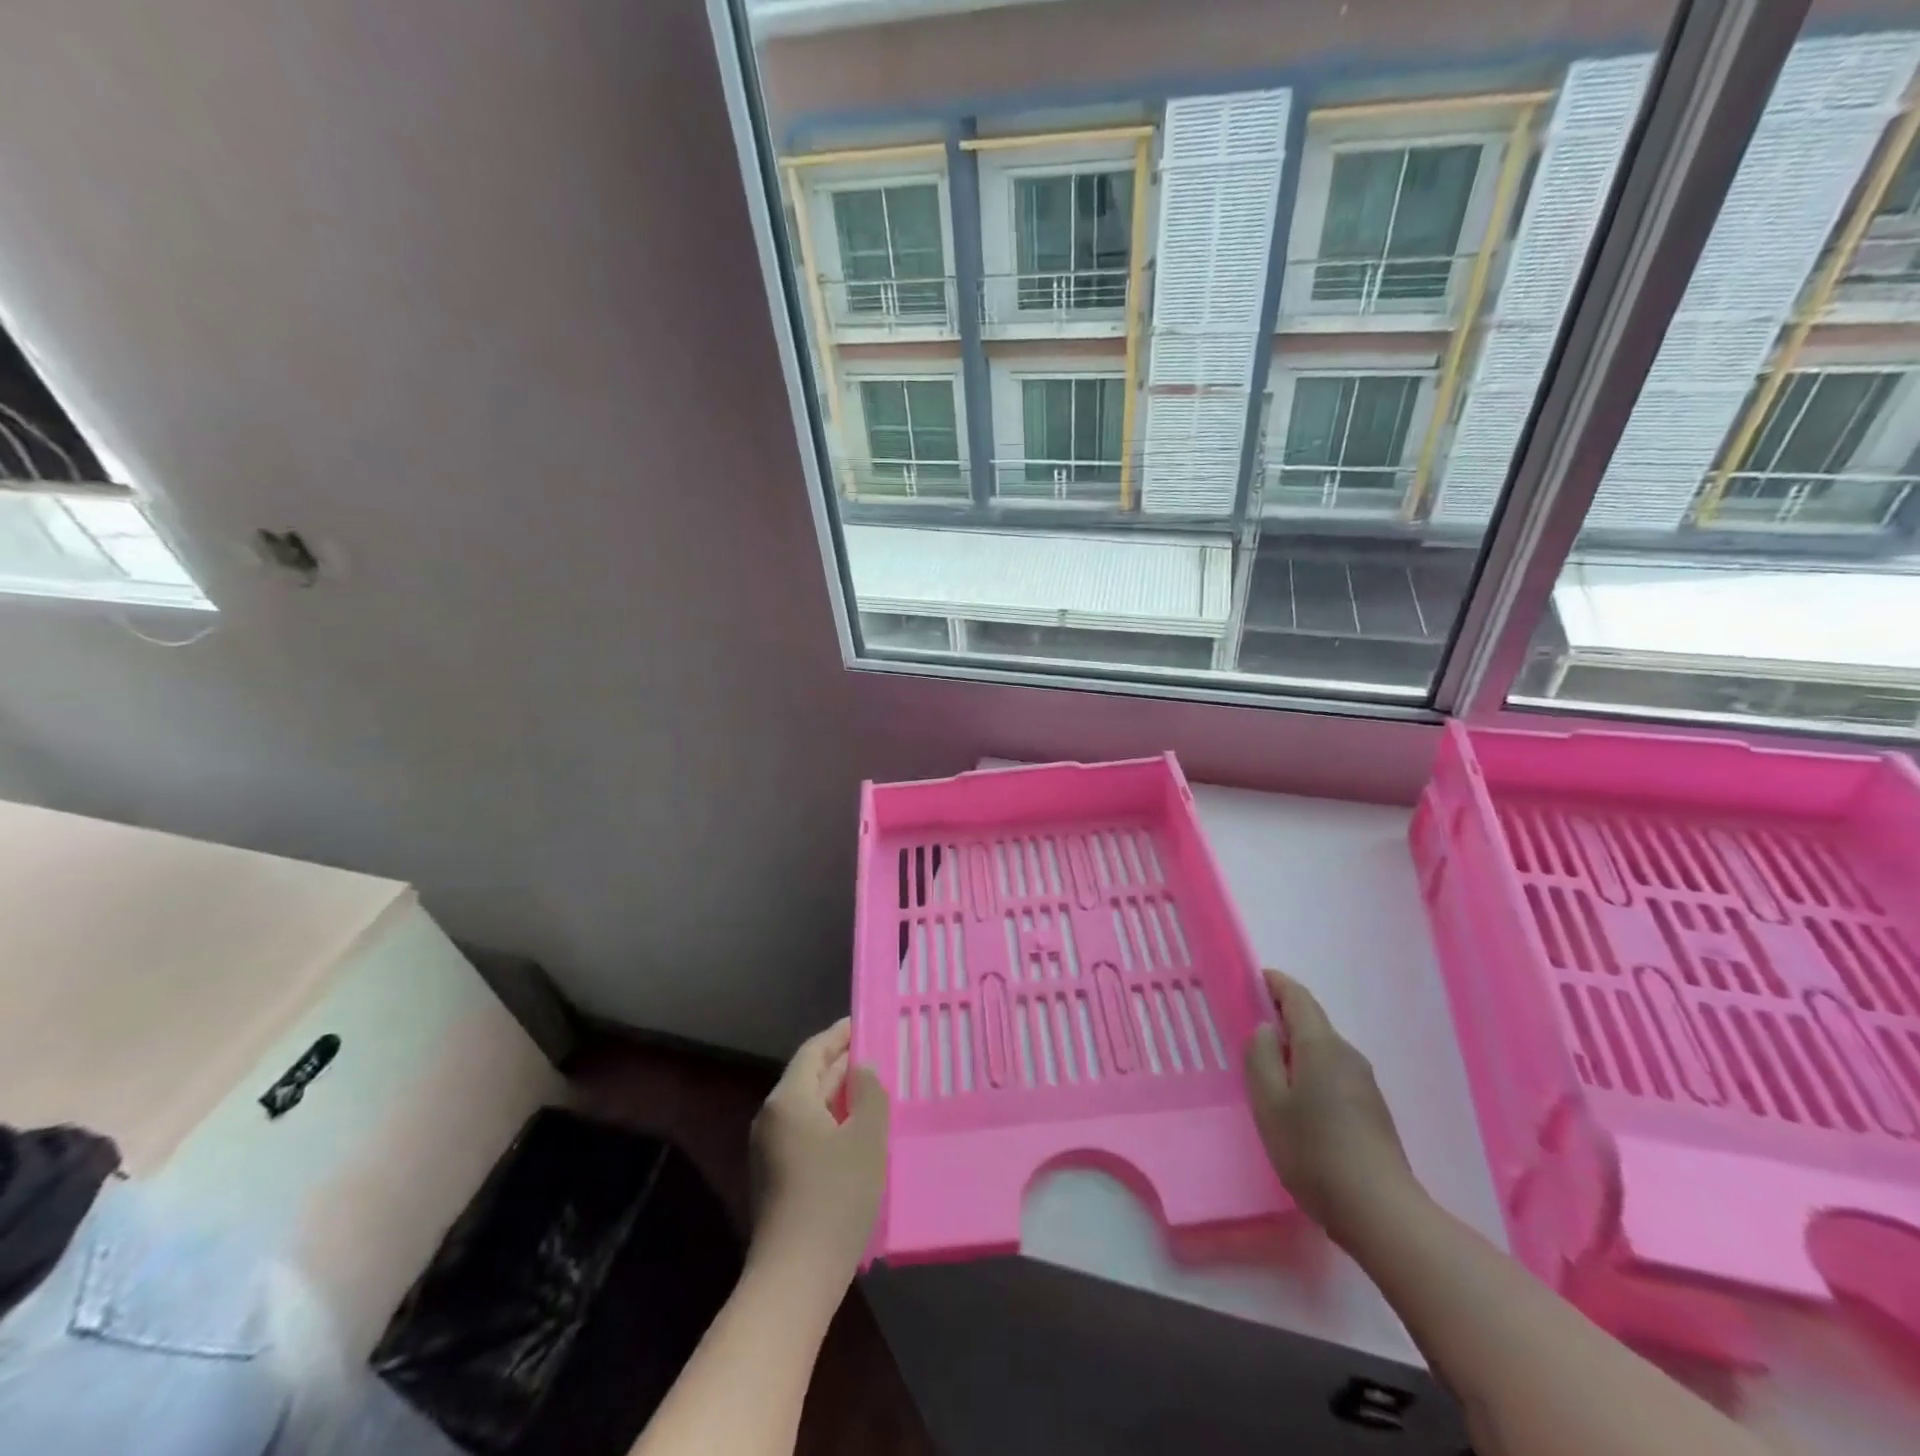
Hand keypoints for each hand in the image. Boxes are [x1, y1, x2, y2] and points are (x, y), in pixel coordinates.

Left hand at [749, 1018, 888, 1286]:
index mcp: (788, 1099)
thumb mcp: (866, 1138)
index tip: (865, 1023)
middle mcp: (771, 1117)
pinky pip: (805, 1132)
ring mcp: (768, 1149)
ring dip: (838, 1095)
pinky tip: (856, 1133)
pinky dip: (830, 1121)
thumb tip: (862, 1071)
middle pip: (809, 1077)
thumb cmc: (834, 1197)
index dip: (840, 1034)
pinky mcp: (775, 1177)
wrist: (794, 1278)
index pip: (814, 1051)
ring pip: (808, 1107)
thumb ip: (869, 1094)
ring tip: (873, 1090)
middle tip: (878, 1054)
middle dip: (842, 1064)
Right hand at [1243, 968, 1417, 1243]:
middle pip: (1313, 1023)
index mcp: (1321, 1046)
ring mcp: (1365, 1084)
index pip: (1298, 998)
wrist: (1381, 1213)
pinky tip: (1297, 1102)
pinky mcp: (1372, 1111)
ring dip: (1297, 1049)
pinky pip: (1334, 1074)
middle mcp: (1348, 1056)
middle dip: (1283, 1017)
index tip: (1254, 978)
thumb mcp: (1269, 1103)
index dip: (1275, 983)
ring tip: (1269, 1069)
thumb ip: (1260, 1057)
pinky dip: (1311, 1072)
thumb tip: (1266, 1029)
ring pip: (1323, 1051)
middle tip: (1251, 1029)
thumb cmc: (1314, 1151)